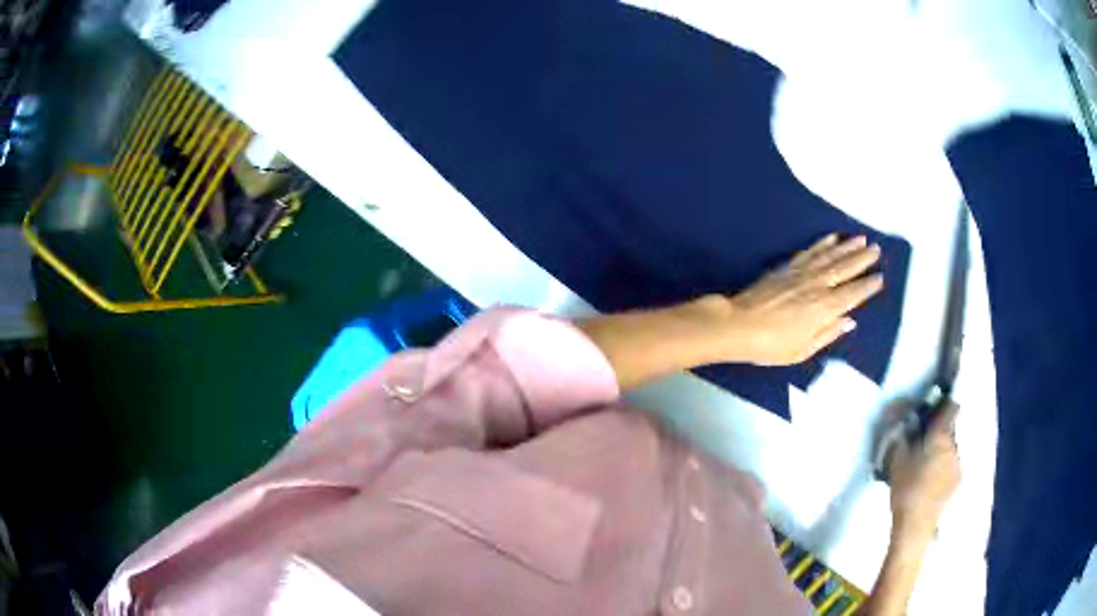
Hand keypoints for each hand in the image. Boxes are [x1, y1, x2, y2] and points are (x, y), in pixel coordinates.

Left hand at [689, 234, 884, 365]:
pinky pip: (810, 251)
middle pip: (844, 269)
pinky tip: (832, 237)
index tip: (880, 277)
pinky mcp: (787, 267)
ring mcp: (801, 273)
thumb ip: (827, 334)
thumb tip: (849, 321)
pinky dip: (823, 243)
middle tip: (877, 249)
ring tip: (862, 238)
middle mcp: (817, 286)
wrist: (737, 324)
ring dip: (847, 246)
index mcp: (823, 309)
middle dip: (862, 259)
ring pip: (830, 256)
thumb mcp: (801, 351)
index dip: (867, 286)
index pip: (852, 294)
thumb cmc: (770, 345)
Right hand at [887, 401, 961, 541]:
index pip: (951, 407)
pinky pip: (951, 465)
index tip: (932, 408)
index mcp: (941, 435)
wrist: (916, 526)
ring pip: (950, 448)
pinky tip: (930, 482)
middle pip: (949, 429)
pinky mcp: (957, 482)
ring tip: (924, 466)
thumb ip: (899, 433)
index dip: (943, 404)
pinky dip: (942, 468)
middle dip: (938, 432)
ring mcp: (958, 464)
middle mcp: (954, 445)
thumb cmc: (906, 488)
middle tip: (921, 443)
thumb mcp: (896, 459)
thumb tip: (896, 409)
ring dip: (940, 451)